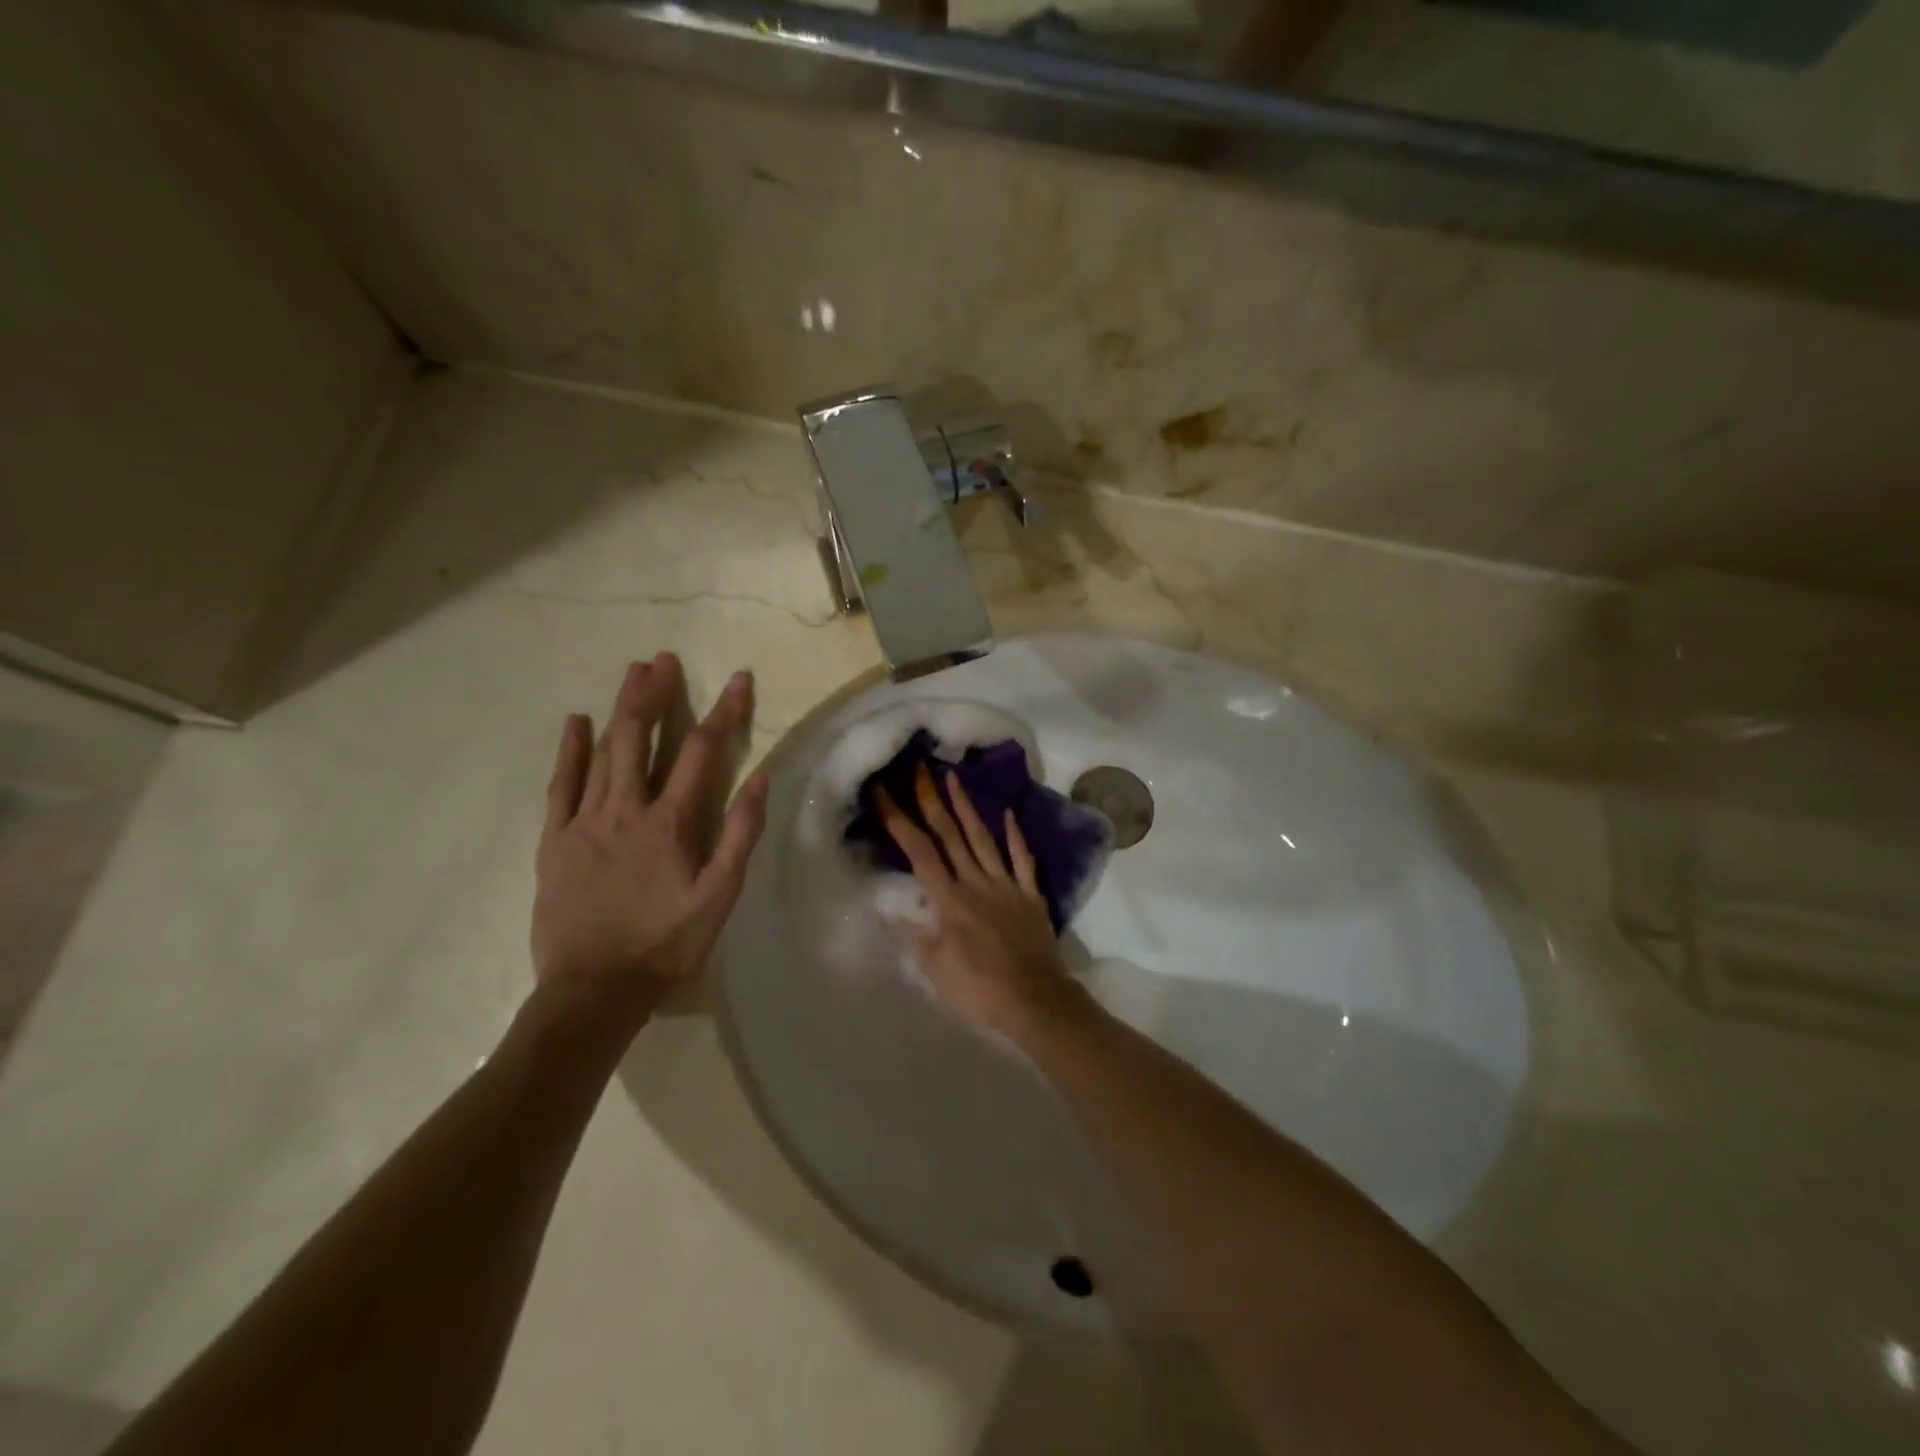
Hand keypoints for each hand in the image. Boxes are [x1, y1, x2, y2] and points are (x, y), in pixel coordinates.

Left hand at [532, 653, 769, 1022]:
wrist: (594, 990)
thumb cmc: (666, 944)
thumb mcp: (720, 896)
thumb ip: (740, 835)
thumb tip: (761, 777)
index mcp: (672, 822)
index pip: (703, 752)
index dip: (725, 711)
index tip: (739, 678)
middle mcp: (627, 809)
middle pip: (642, 738)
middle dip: (656, 695)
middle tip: (664, 659)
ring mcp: (585, 822)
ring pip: (604, 752)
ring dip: (620, 710)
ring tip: (632, 673)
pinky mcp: (555, 841)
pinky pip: (561, 786)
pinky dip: (570, 752)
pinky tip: (575, 723)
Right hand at [876, 763, 1081, 1040]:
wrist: (1035, 1001)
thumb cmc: (979, 991)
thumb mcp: (936, 970)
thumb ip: (917, 934)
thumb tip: (897, 906)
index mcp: (949, 900)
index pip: (918, 851)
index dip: (899, 819)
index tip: (884, 792)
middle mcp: (975, 882)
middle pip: (949, 835)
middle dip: (931, 800)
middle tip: (919, 769)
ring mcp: (1006, 885)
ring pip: (982, 839)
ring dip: (967, 807)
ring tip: (954, 777)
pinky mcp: (1029, 895)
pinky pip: (1022, 859)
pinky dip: (1015, 835)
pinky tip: (1008, 813)